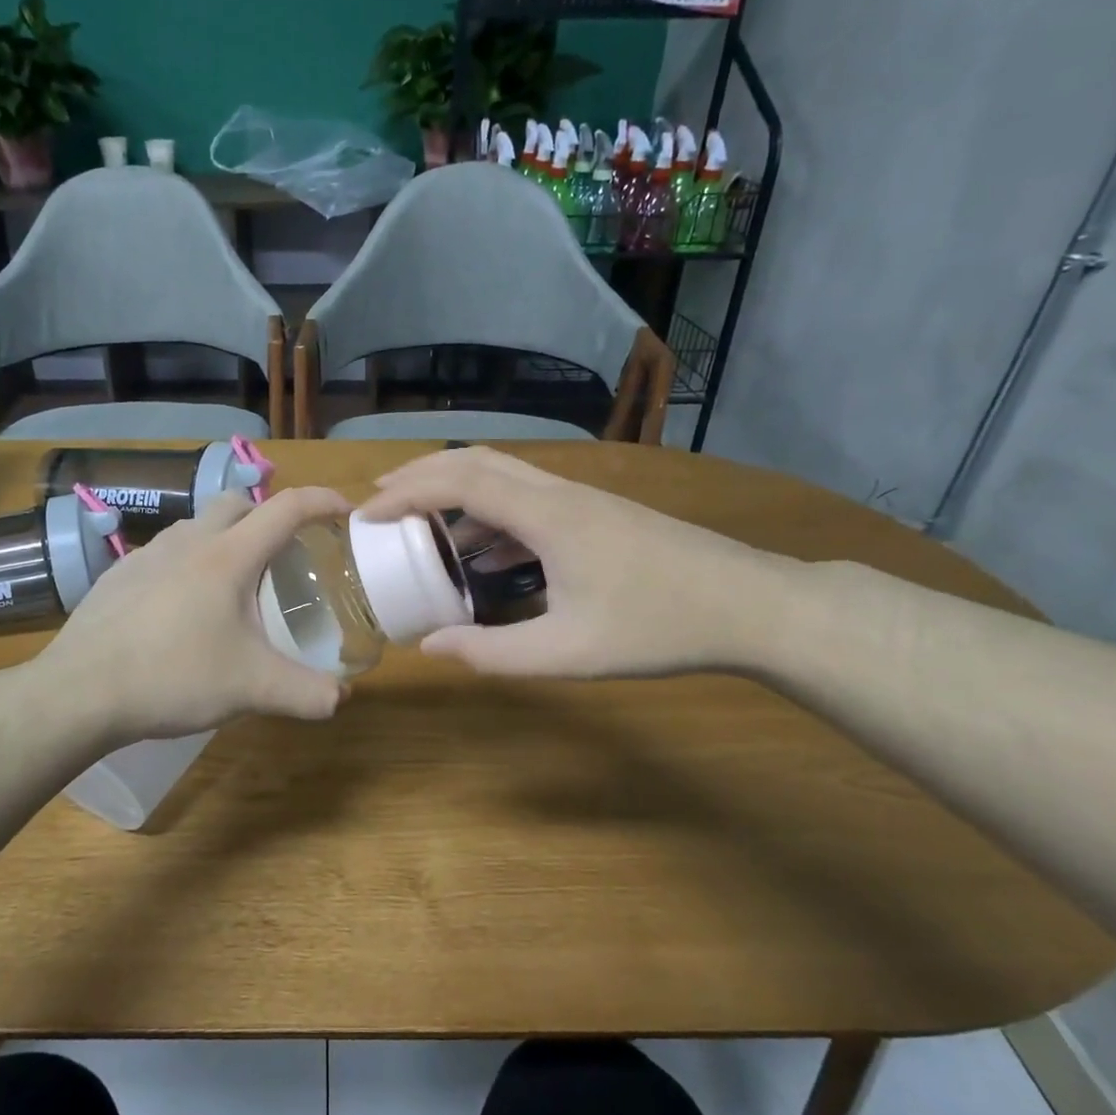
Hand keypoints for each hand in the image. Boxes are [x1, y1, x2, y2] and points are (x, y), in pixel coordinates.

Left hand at [39, 486, 352, 745]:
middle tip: (284, 554)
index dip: (322, 501)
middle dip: (268, 516)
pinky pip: (165, 553)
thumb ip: (305, 692)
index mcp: (228, 556)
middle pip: (237, 503)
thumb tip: (341, 698)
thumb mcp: (251, 689)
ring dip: (224, 538)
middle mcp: (189, 541)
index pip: (287, 508)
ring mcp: (147, 554)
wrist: (80, 691)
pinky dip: (187, 564)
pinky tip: (182, 608)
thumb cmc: (173, 677)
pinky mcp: (118, 574)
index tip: (345, 511)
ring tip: (232, 584)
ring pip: (197, 525)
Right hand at [357, 446, 789, 678]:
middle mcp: (558, 493)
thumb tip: (430, 648)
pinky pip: (527, 498)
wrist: (750, 604)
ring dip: (455, 490)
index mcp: (547, 516)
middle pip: (476, 462)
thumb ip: (494, 652)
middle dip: (421, 476)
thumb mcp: (569, 652)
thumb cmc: (659, 627)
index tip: (365, 513)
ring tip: (419, 524)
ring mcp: (581, 500)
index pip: (459, 482)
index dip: (405, 493)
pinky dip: (489, 512)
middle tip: (379, 501)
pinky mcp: (596, 514)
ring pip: (503, 475)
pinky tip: (483, 553)